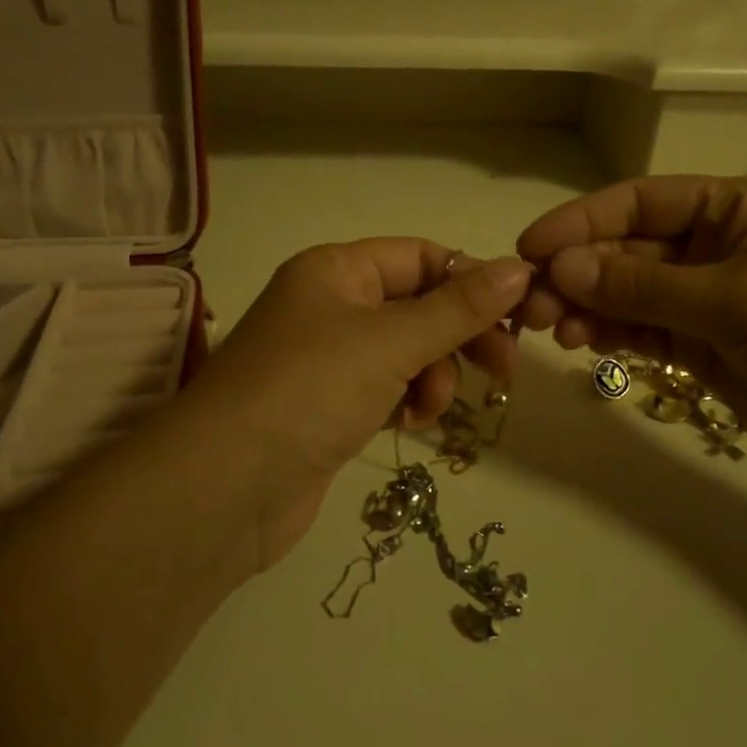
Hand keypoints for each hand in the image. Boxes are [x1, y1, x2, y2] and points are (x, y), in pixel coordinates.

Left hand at [173, 240, 532, 568]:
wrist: (226, 489)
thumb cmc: (309, 391)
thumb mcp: (390, 342)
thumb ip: (459, 308)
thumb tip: (520, 268)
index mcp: (335, 270)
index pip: (419, 256)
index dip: (469, 281)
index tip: (516, 317)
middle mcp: (329, 305)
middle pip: (417, 306)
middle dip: (459, 336)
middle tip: (502, 370)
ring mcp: (327, 359)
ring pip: (407, 351)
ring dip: (433, 375)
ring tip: (429, 406)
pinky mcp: (329, 407)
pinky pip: (387, 388)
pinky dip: (407, 401)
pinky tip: (410, 423)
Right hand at [516, 176, 746, 499]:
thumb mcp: (734, 302)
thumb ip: (642, 286)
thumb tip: (558, 268)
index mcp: (728, 209)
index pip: (636, 203)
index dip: (579, 222)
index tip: (529, 249)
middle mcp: (708, 246)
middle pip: (622, 250)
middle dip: (576, 273)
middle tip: (531, 306)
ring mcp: (701, 298)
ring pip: (623, 293)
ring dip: (585, 307)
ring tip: (554, 330)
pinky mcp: (697, 344)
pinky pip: (639, 329)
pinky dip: (609, 334)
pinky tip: (582, 343)